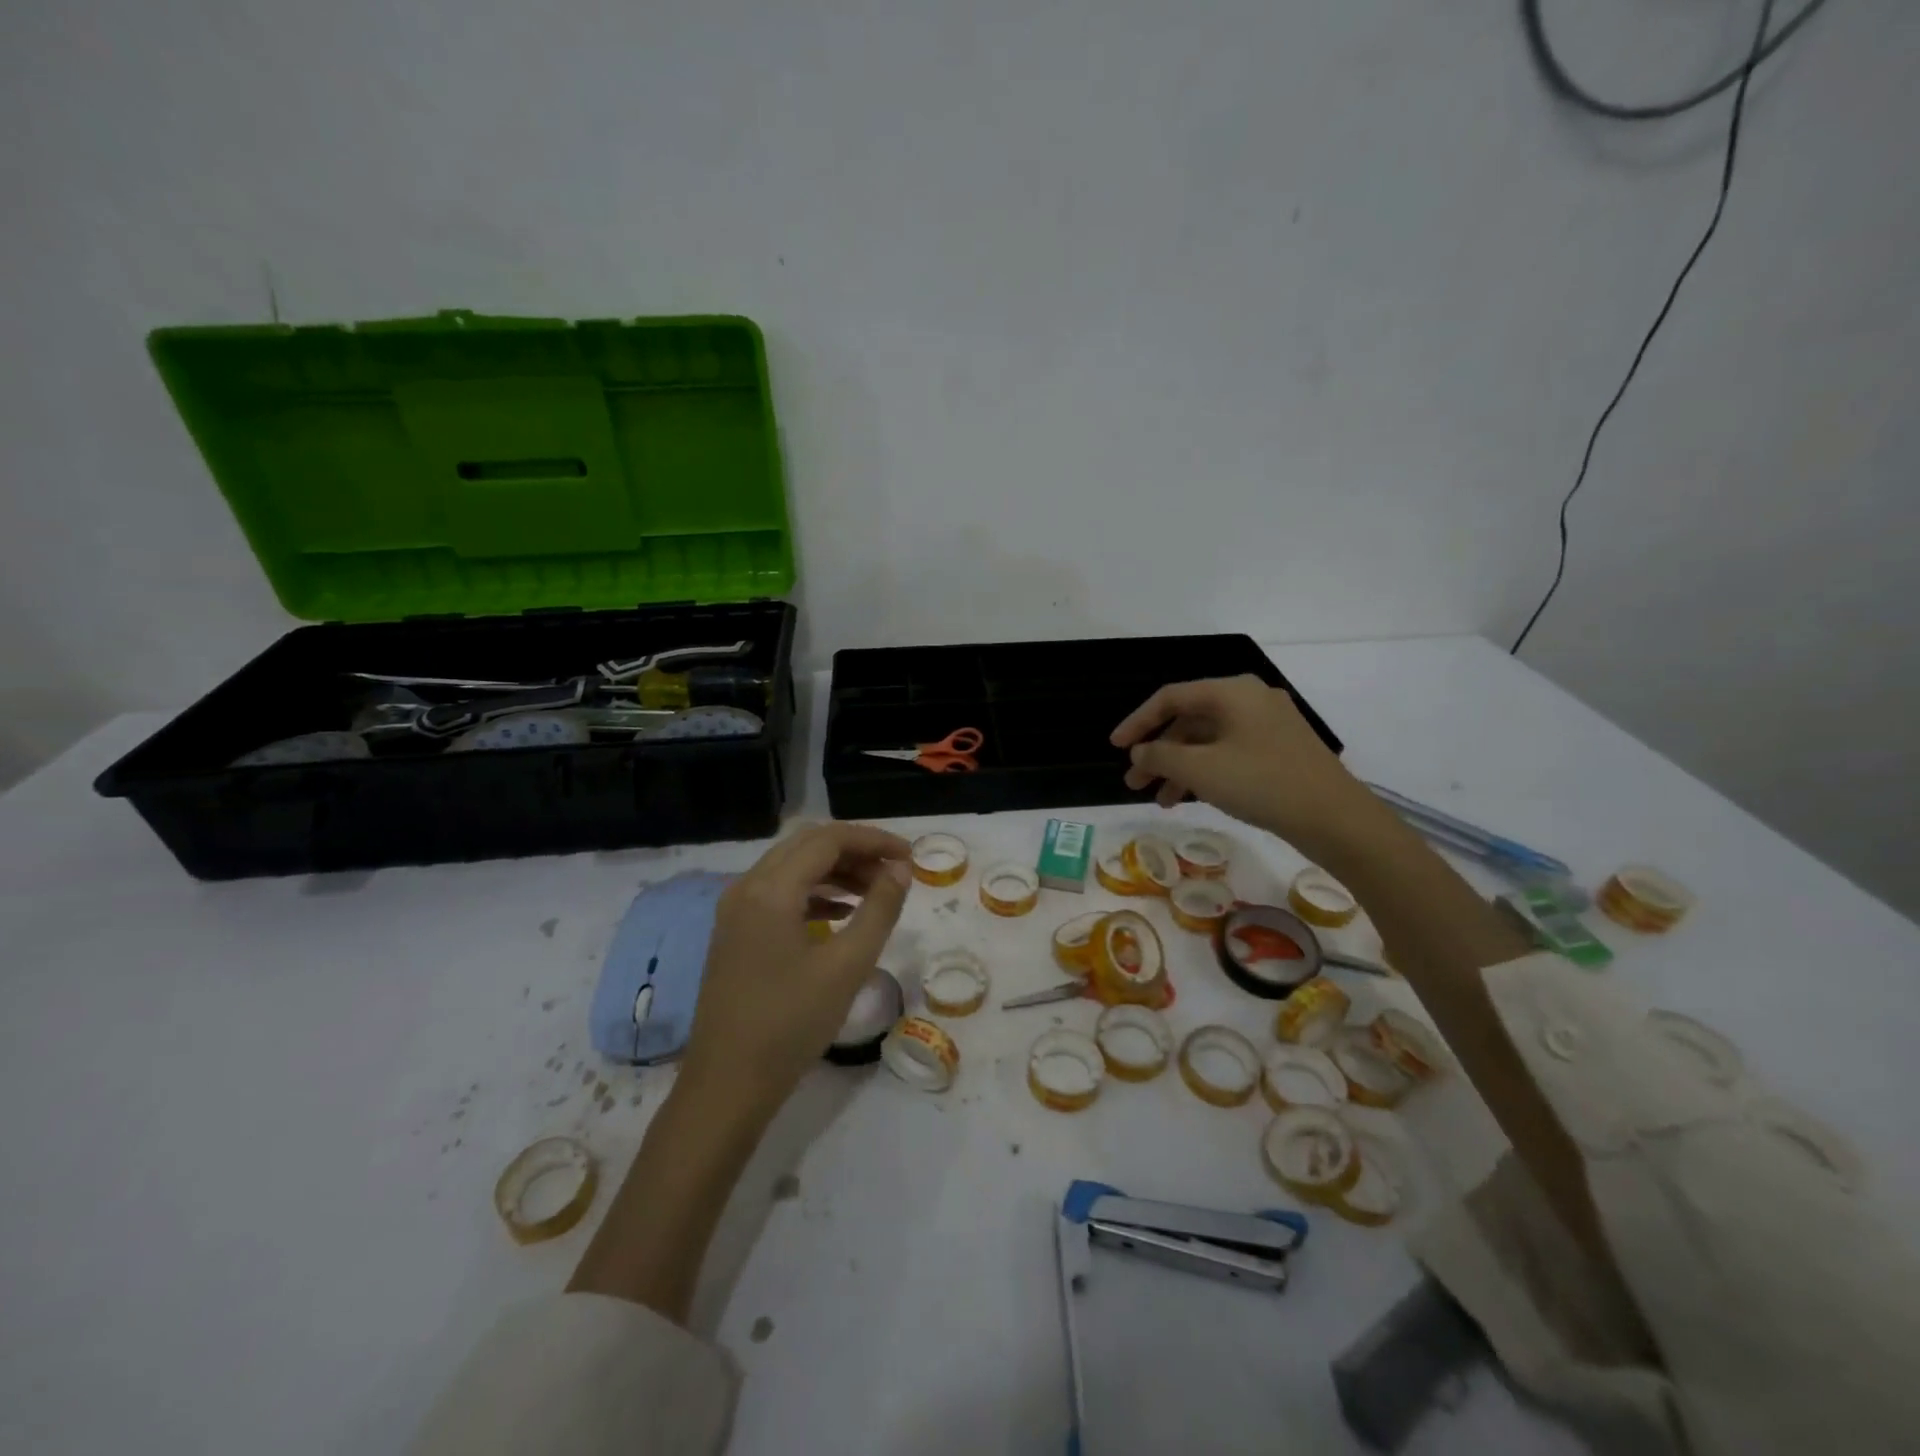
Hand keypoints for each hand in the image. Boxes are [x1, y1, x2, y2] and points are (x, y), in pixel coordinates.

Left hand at [680, 823, 912, 1121]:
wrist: (727, 1085)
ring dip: (836, 871)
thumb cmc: (791, 1024)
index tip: (910, 855)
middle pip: (808, 846)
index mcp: (770, 889)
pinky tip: (843, 913)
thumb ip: (879, 909)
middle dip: (856, 851)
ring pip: (793, 868)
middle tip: (895, 872)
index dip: (874, 840)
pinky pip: (780, 894)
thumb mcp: (847, 966)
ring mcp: (736, 910)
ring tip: (876, 892)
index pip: (829, 839)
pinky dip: (815, 893)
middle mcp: (747, 887)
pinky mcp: (735, 933)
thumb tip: (900, 869)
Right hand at [1111, 675, 1385, 859]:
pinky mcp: (1280, 751)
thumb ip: (1160, 757)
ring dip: (1179, 768)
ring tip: (1161, 801)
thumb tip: (1138, 753)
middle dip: (1158, 753)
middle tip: (1134, 784)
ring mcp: (1269, 725)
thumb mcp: (1201, 770)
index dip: (1137, 722)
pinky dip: (1205, 772)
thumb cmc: (1262, 783)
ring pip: (1209, 741)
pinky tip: (1193, 799)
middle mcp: (1250, 700)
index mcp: (1232, 692)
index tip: (1115, 748)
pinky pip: (1229, 753)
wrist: (1336, 818)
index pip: (1170, 697)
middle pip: (1190, 720)